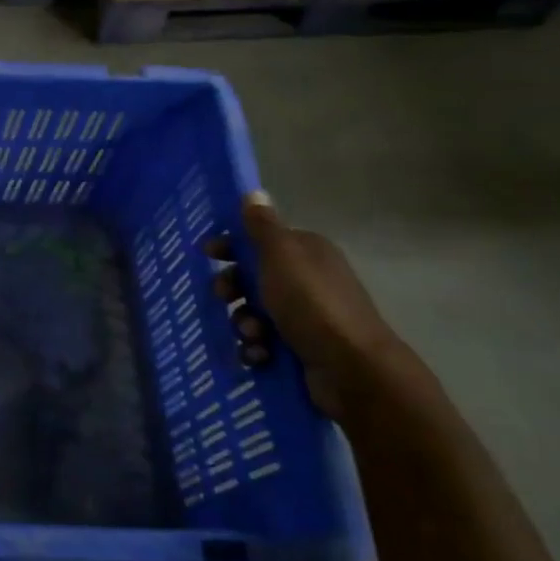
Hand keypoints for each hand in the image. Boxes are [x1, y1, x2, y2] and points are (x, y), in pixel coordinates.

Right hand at [241, 193, 396, 416]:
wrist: (351, 368)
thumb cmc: (312, 303)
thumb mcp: (281, 256)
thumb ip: (262, 226)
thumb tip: (253, 192)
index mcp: (305, 253)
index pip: (260, 240)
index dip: (231, 245)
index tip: (208, 254)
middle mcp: (307, 280)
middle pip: (252, 277)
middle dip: (233, 289)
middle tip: (225, 298)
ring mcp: (305, 316)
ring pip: (254, 312)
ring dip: (243, 323)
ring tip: (252, 335)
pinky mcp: (301, 348)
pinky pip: (263, 342)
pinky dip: (255, 348)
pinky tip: (258, 355)